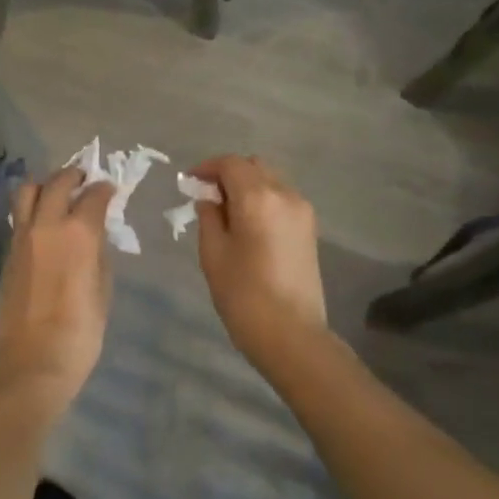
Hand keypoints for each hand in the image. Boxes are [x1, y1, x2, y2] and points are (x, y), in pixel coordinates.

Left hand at [0, 165, 114, 402]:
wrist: (31, 361)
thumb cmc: (79, 332)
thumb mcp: (102, 290)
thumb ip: (98, 254)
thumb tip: (94, 237)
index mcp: (78, 232)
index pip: (94, 195)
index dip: (105, 189)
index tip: (111, 190)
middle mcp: (47, 225)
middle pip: (57, 182)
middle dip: (74, 175)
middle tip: (85, 180)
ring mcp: (22, 237)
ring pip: (29, 191)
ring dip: (46, 185)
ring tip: (60, 194)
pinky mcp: (8, 252)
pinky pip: (20, 216)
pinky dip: (33, 208)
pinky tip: (45, 222)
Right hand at [192, 155, 326, 364]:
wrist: (291, 334)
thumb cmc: (243, 294)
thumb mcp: (213, 253)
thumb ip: (209, 217)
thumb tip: (209, 199)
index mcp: (258, 197)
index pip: (230, 164)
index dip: (207, 167)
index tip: (189, 182)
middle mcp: (285, 195)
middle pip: (254, 166)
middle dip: (228, 173)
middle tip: (206, 195)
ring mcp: (302, 211)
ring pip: (270, 180)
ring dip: (247, 186)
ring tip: (226, 211)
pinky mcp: (309, 229)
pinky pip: (281, 199)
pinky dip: (262, 199)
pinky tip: (247, 224)